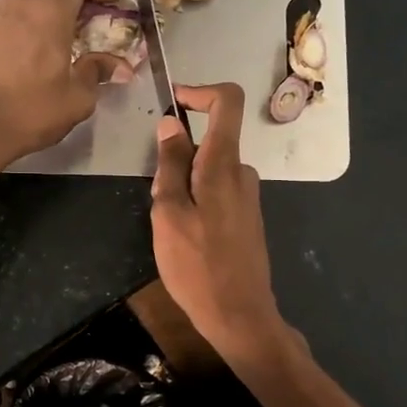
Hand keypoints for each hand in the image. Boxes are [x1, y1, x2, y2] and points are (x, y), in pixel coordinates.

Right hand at [150, 82, 288, 361]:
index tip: (174, 102)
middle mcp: (243, 173)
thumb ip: (170, 165)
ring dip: (185, 184)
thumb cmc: (197, 265)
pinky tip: (187, 239)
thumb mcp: (169, 213)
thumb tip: (172, 123)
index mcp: (223, 165)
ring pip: (210, 170)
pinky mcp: (247, 218)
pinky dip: (197, 200)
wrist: (239, 315)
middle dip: (178, 157)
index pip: (227, 102)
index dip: (201, 92)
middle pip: (211, 141)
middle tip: (158, 199)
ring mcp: (248, 197)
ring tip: (170, 227)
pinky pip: (218, 192)